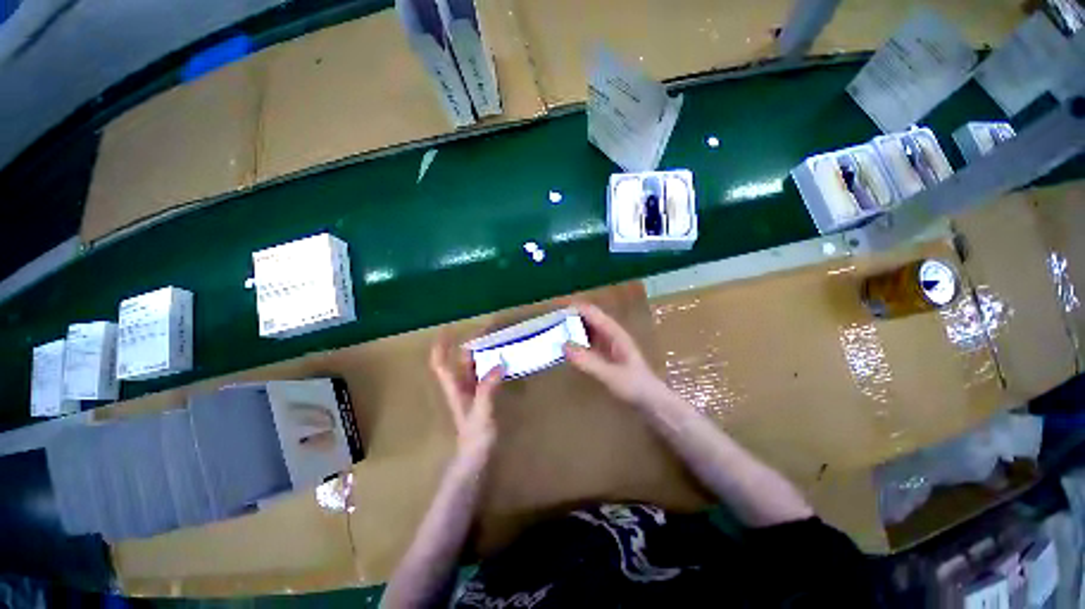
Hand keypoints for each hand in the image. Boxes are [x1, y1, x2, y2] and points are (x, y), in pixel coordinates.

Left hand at [430, 338, 503, 464]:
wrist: (476, 454)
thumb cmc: (475, 435)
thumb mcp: (482, 412)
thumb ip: (488, 389)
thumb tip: (498, 365)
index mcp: (454, 387)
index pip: (441, 363)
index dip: (441, 346)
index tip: (447, 329)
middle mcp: (461, 384)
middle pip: (461, 358)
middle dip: (471, 342)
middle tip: (489, 328)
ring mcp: (471, 388)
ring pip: (474, 364)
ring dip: (483, 350)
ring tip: (498, 338)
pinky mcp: (482, 393)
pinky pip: (485, 372)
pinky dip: (491, 362)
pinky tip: (503, 358)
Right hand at [563, 303, 667, 406]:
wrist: (653, 404)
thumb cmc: (635, 387)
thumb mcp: (611, 375)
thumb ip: (588, 361)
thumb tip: (564, 345)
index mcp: (615, 334)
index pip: (594, 313)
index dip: (576, 309)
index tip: (556, 310)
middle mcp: (612, 336)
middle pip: (590, 319)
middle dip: (572, 318)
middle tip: (551, 323)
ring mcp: (610, 346)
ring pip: (589, 331)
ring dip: (574, 330)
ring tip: (555, 333)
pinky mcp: (607, 357)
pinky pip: (589, 344)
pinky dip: (578, 343)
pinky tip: (568, 350)